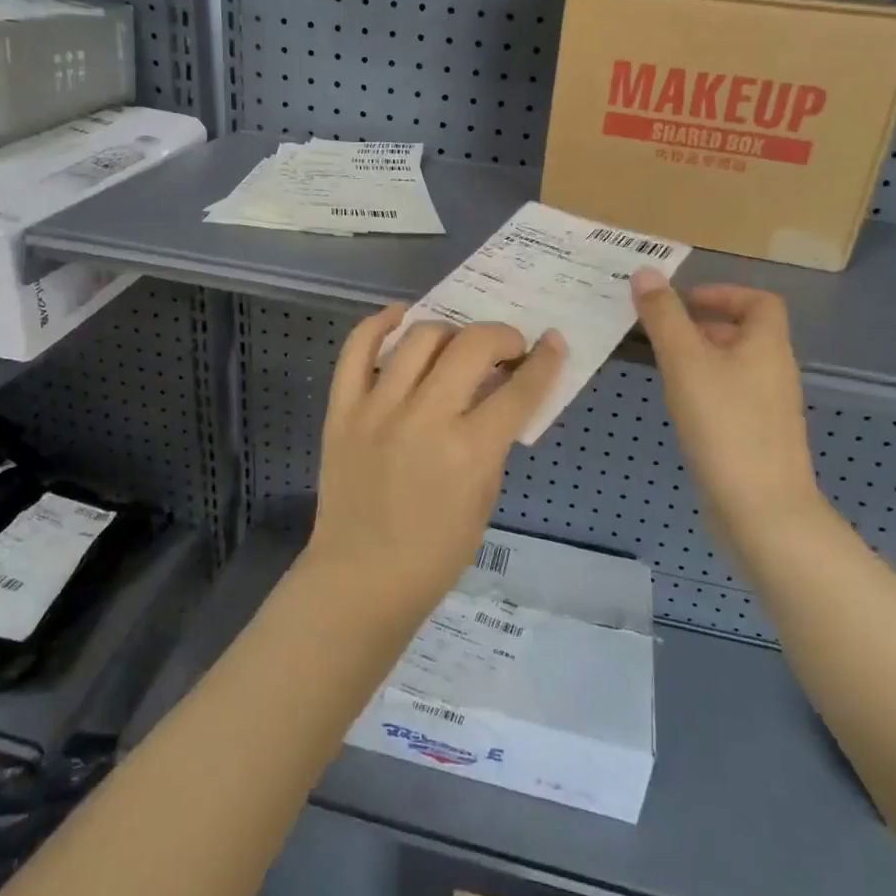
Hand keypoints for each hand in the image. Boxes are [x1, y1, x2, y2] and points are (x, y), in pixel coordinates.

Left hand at [305, 306, 566, 616]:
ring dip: (451, 332)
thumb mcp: (485, 497)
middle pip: (472, 346)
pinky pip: (357, 349)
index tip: (553, 343)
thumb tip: (502, 390)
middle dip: (502, 336)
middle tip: (507, 349)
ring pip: (420, 338)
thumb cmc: (436, 552)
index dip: (545, 361)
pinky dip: (380, 324)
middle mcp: (425, 419)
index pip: (519, 390)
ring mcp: (378, 409)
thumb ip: (495, 438)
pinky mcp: (342, 409)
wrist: (361, 577)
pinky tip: (401, 318)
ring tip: (458, 345)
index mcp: (470, 451)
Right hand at [631, 270, 823, 535]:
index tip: (683, 301)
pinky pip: (730, 398)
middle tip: (660, 331)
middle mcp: (774, 372)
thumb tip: (646, 273)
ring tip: (662, 366)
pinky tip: (679, 408)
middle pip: (745, 333)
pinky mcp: (757, 439)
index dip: (724, 293)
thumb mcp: (685, 362)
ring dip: (701, 358)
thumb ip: (664, 316)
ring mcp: (768, 409)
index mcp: (767, 345)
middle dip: (703, 325)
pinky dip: (705, 390)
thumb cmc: (724, 424)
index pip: (760, 301)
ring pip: (735, 367)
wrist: (760, 510)